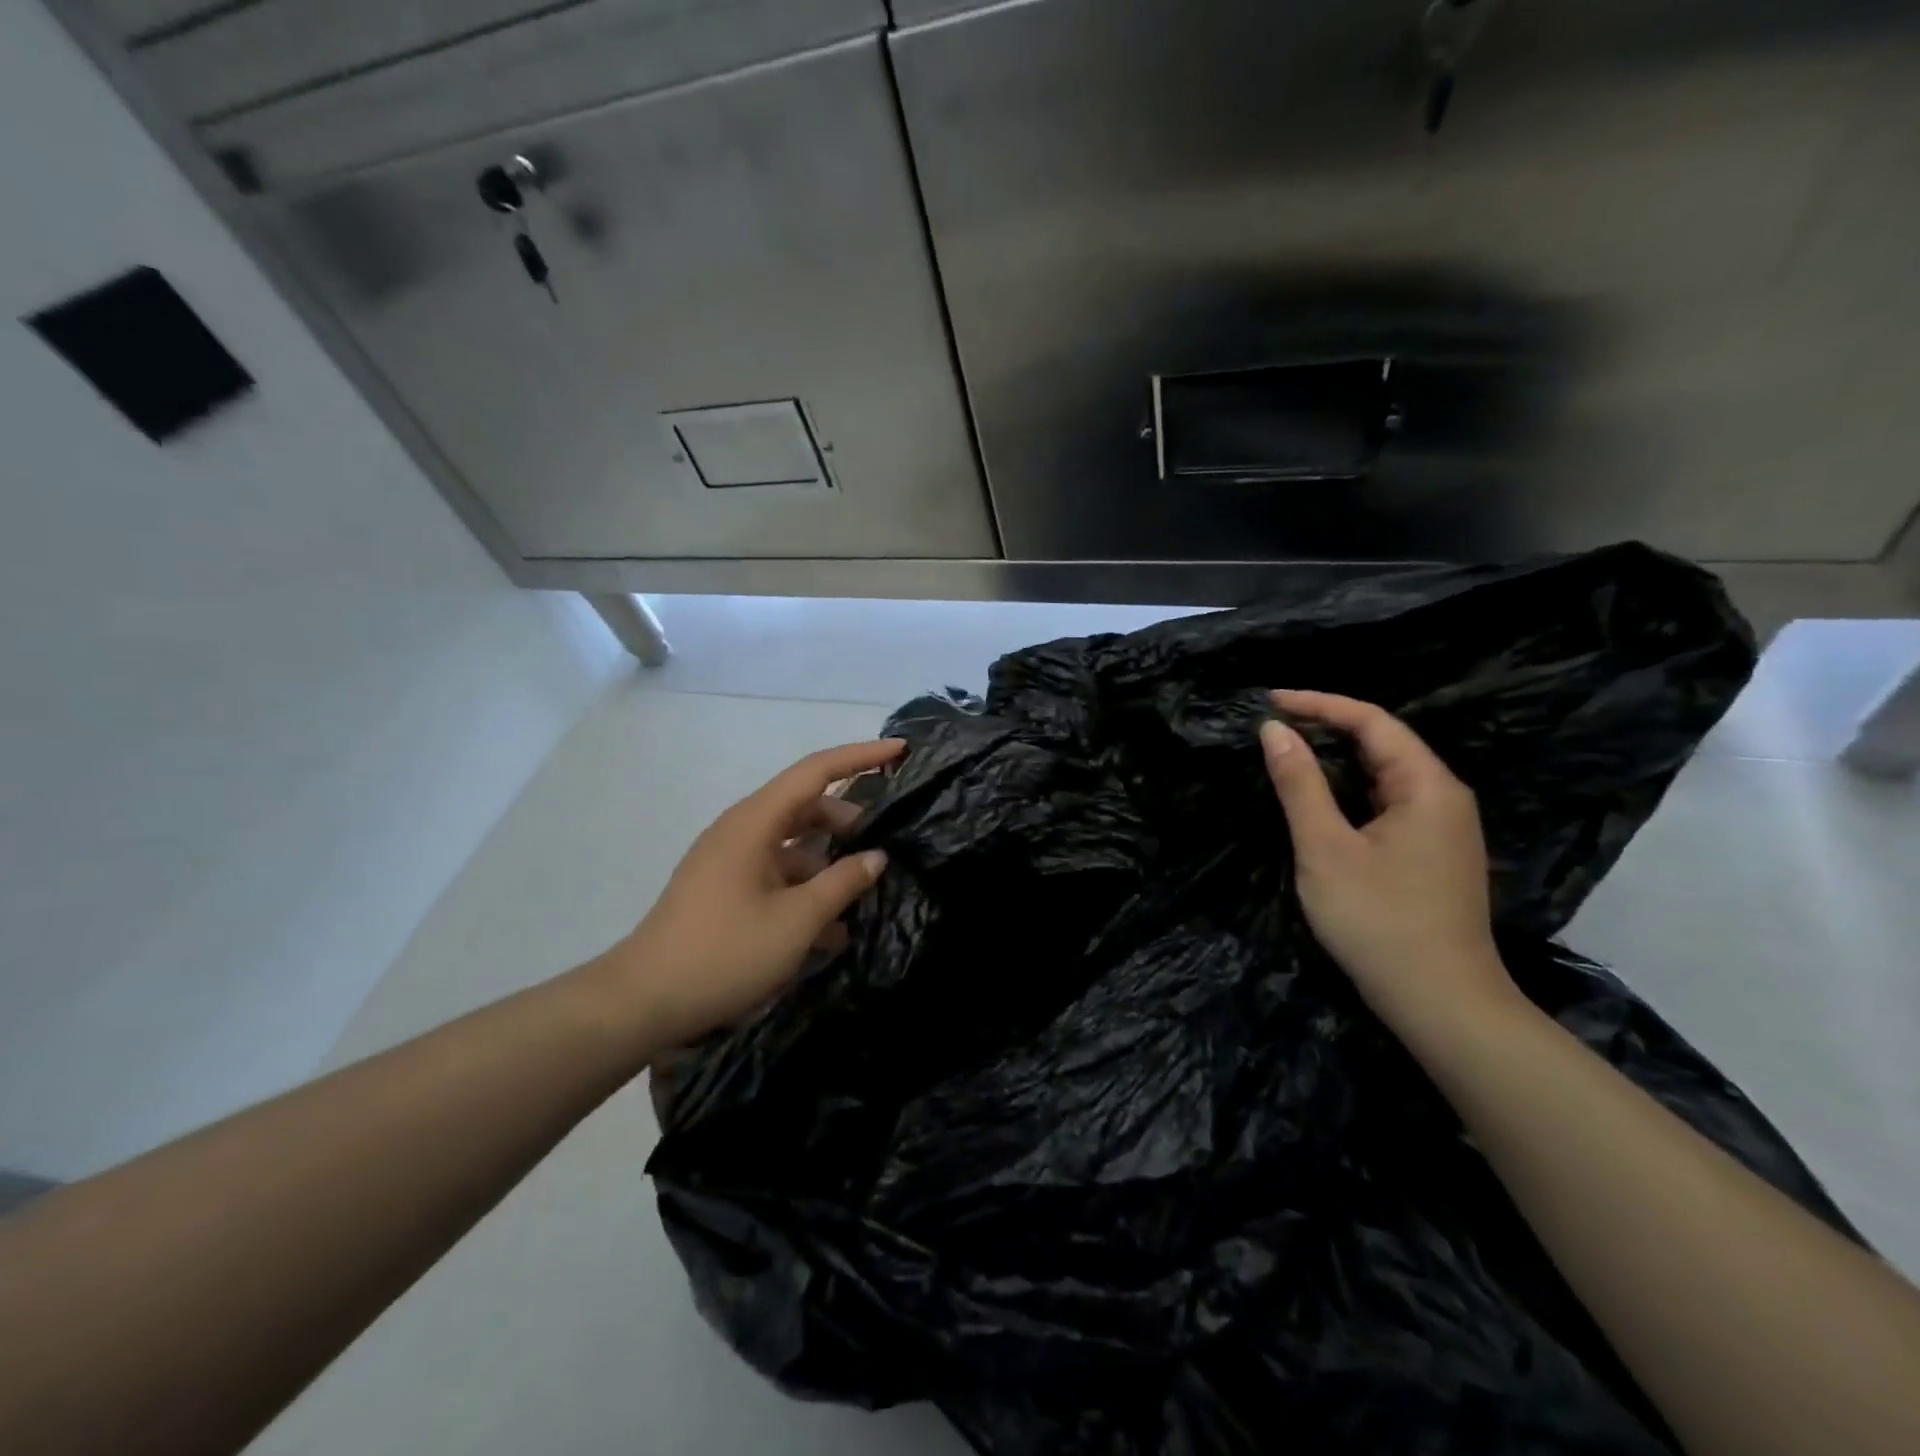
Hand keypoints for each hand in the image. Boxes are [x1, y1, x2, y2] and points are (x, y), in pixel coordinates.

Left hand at [597, 738, 905, 1049]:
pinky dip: (806, 890)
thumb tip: (876, 856)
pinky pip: (777, 875)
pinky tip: (833, 931)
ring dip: (830, 866)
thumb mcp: (796, 921)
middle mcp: (742, 831)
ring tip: (866, 897)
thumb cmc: (724, 953)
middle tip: (889, 845)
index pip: (816, 771)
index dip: (861, 756)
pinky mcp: (726, 890)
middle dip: (850, 823)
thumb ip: (842, 883)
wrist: (642, 1002)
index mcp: (755, 822)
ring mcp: (731, 861)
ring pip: (794, 846)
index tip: (900, 751)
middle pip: (807, 808)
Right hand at [1259, 690, 1517, 1036]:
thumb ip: (1300, 784)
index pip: (1371, 720)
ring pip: (1385, 773)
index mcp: (1427, 785)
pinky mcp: (1432, 853)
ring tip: (1287, 751)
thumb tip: (1273, 730)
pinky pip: (1388, 801)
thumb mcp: (1325, 847)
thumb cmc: (1378, 920)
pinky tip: (1321, 797)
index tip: (1269, 700)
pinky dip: (1350, 788)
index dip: (1319, 703)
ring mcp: (1442, 827)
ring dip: (1337, 758)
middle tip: (1272, 725)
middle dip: (1327, 726)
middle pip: (1383, 742)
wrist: (1441, 1003)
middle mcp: (1443, 796)